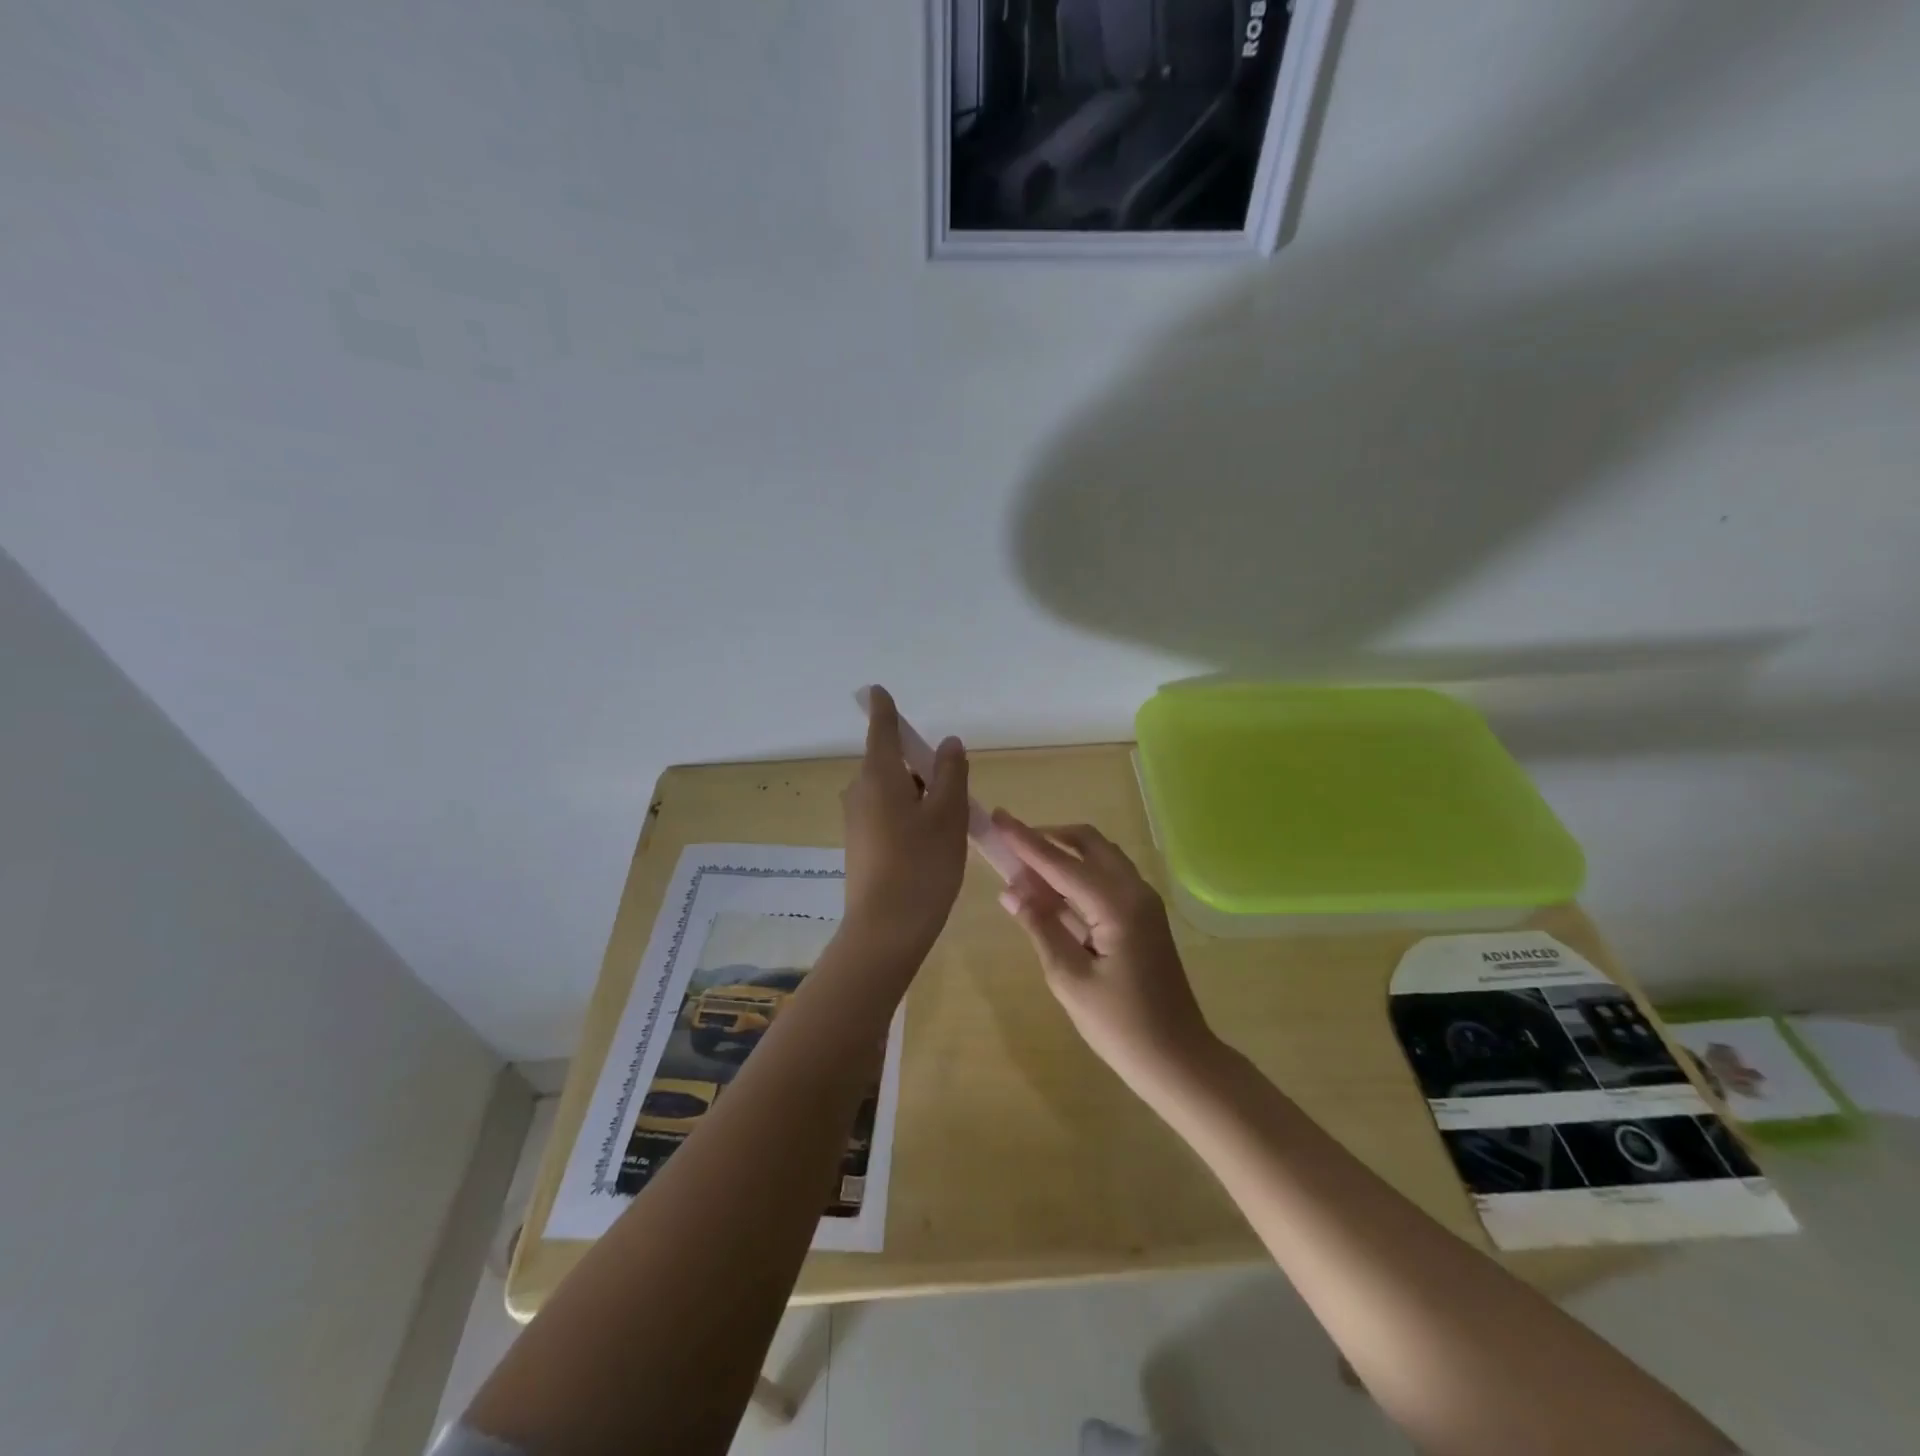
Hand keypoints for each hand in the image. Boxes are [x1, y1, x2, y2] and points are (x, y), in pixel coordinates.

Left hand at [840, 687, 969, 956]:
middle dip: (919, 767)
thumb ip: (950, 773)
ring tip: (948, 823)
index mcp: (879, 776)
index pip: (882, 730)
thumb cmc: (922, 865)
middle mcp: (860, 792)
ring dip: (917, 795)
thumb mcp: (948, 815)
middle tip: (954, 791)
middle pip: (890, 763)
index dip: (884, 709)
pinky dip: (908, 815)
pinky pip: (885, 814)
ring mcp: (856, 820)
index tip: (878, 691)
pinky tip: (929, 844)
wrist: (885, 930)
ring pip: (890, 791)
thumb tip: (947, 743)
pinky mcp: (859, 845)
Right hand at [991, 811, 1216, 1094]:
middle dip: (1049, 838)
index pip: (1061, 863)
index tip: (998, 817)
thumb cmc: (1121, 1026)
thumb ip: (1041, 927)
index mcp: (1117, 905)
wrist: (1178, 1060)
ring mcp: (1144, 903)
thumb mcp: (1069, 979)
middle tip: (1012, 847)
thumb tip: (1011, 891)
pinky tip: (1053, 895)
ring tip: (1025, 872)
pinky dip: (1079, 876)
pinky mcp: (1144, 917)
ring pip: (1100, 858)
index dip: (1026, 841)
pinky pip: (1107, 879)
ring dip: (1064, 856)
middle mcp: (1135, 891)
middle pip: (1088, 843)